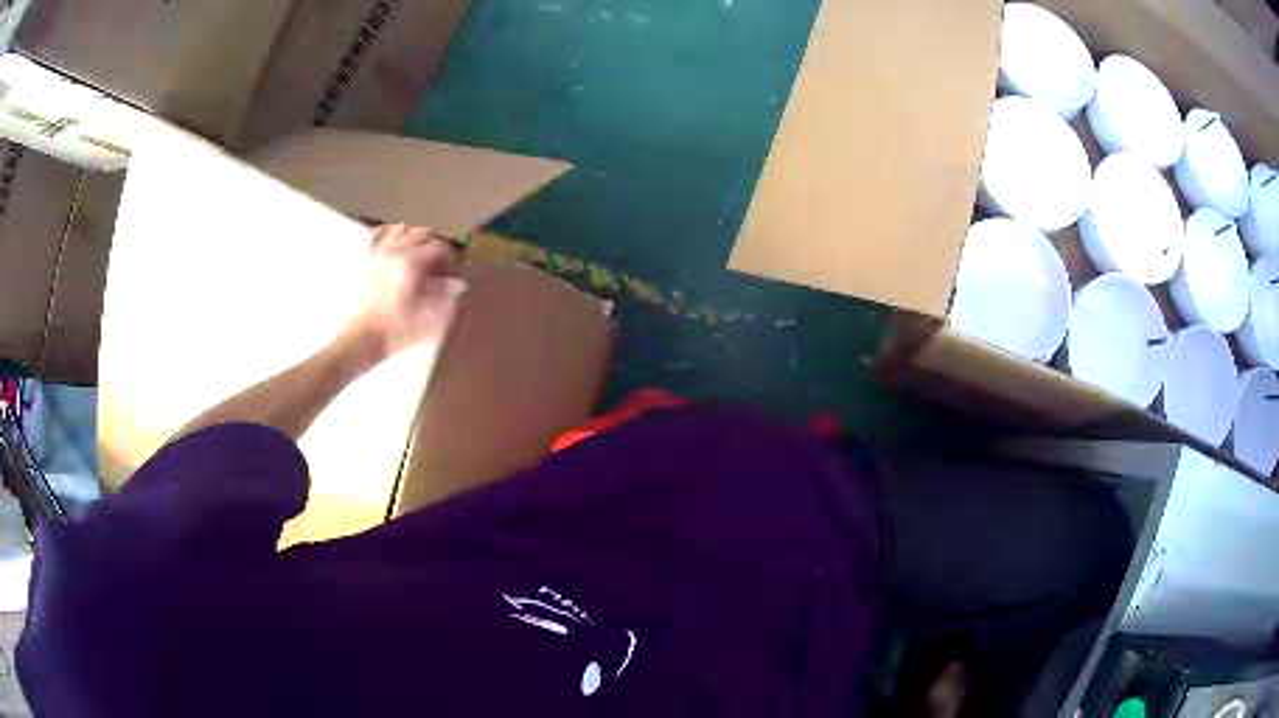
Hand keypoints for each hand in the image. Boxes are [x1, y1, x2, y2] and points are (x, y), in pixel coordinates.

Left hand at [345, 224, 464, 362]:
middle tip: (438, 268)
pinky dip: (390, 236)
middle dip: (435, 247)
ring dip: (414, 239)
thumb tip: (458, 283)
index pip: (440, 247)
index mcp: (412, 262)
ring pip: (402, 229)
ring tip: (417, 258)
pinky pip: (379, 235)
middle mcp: (396, 250)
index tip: (452, 277)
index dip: (450, 260)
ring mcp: (379, 253)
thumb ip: (445, 295)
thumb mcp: (427, 317)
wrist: (362, 339)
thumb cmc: (397, 330)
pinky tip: (395, 249)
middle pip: (423, 232)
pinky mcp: (368, 260)